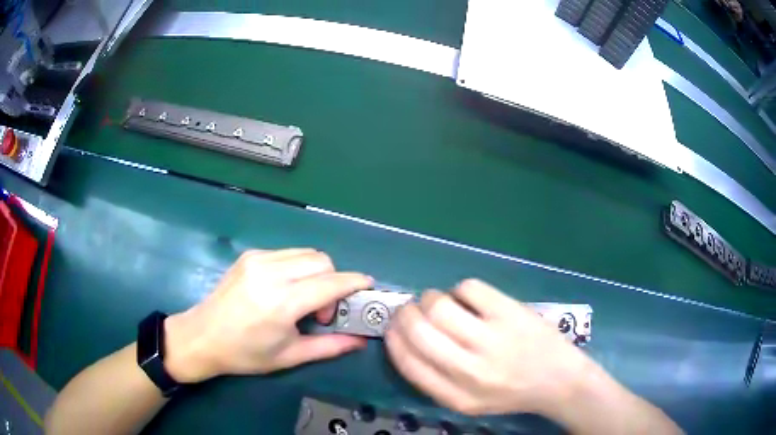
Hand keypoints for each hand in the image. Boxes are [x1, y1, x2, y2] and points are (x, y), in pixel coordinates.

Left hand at [163, 248, 372, 382]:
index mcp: (281, 302)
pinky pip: (286, 253)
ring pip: (305, 253)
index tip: (368, 287)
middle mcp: (271, 273)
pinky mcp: (249, 255)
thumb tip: (361, 340)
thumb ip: (329, 346)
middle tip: (322, 309)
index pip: (330, 283)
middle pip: (321, 260)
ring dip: (316, 272)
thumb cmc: (245, 354)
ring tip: (302, 299)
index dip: (354, 283)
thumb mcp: (289, 356)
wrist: (202, 336)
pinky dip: (297, 267)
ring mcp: (258, 259)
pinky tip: (285, 289)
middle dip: (334, 280)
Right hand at [385, 279, 591, 416]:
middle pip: (419, 330)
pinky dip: (461, 290)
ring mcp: (492, 339)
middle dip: (406, 313)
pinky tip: (471, 299)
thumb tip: (405, 338)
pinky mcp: (510, 312)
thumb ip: (434, 379)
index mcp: (455, 396)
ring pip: (439, 305)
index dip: (393, 338)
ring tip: (440, 302)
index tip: (393, 327)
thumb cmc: (510, 392)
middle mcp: (470, 370)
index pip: (407, 361)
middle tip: (412, 309)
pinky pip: (468, 288)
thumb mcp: (468, 402)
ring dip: (431, 298)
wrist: (558, 380)